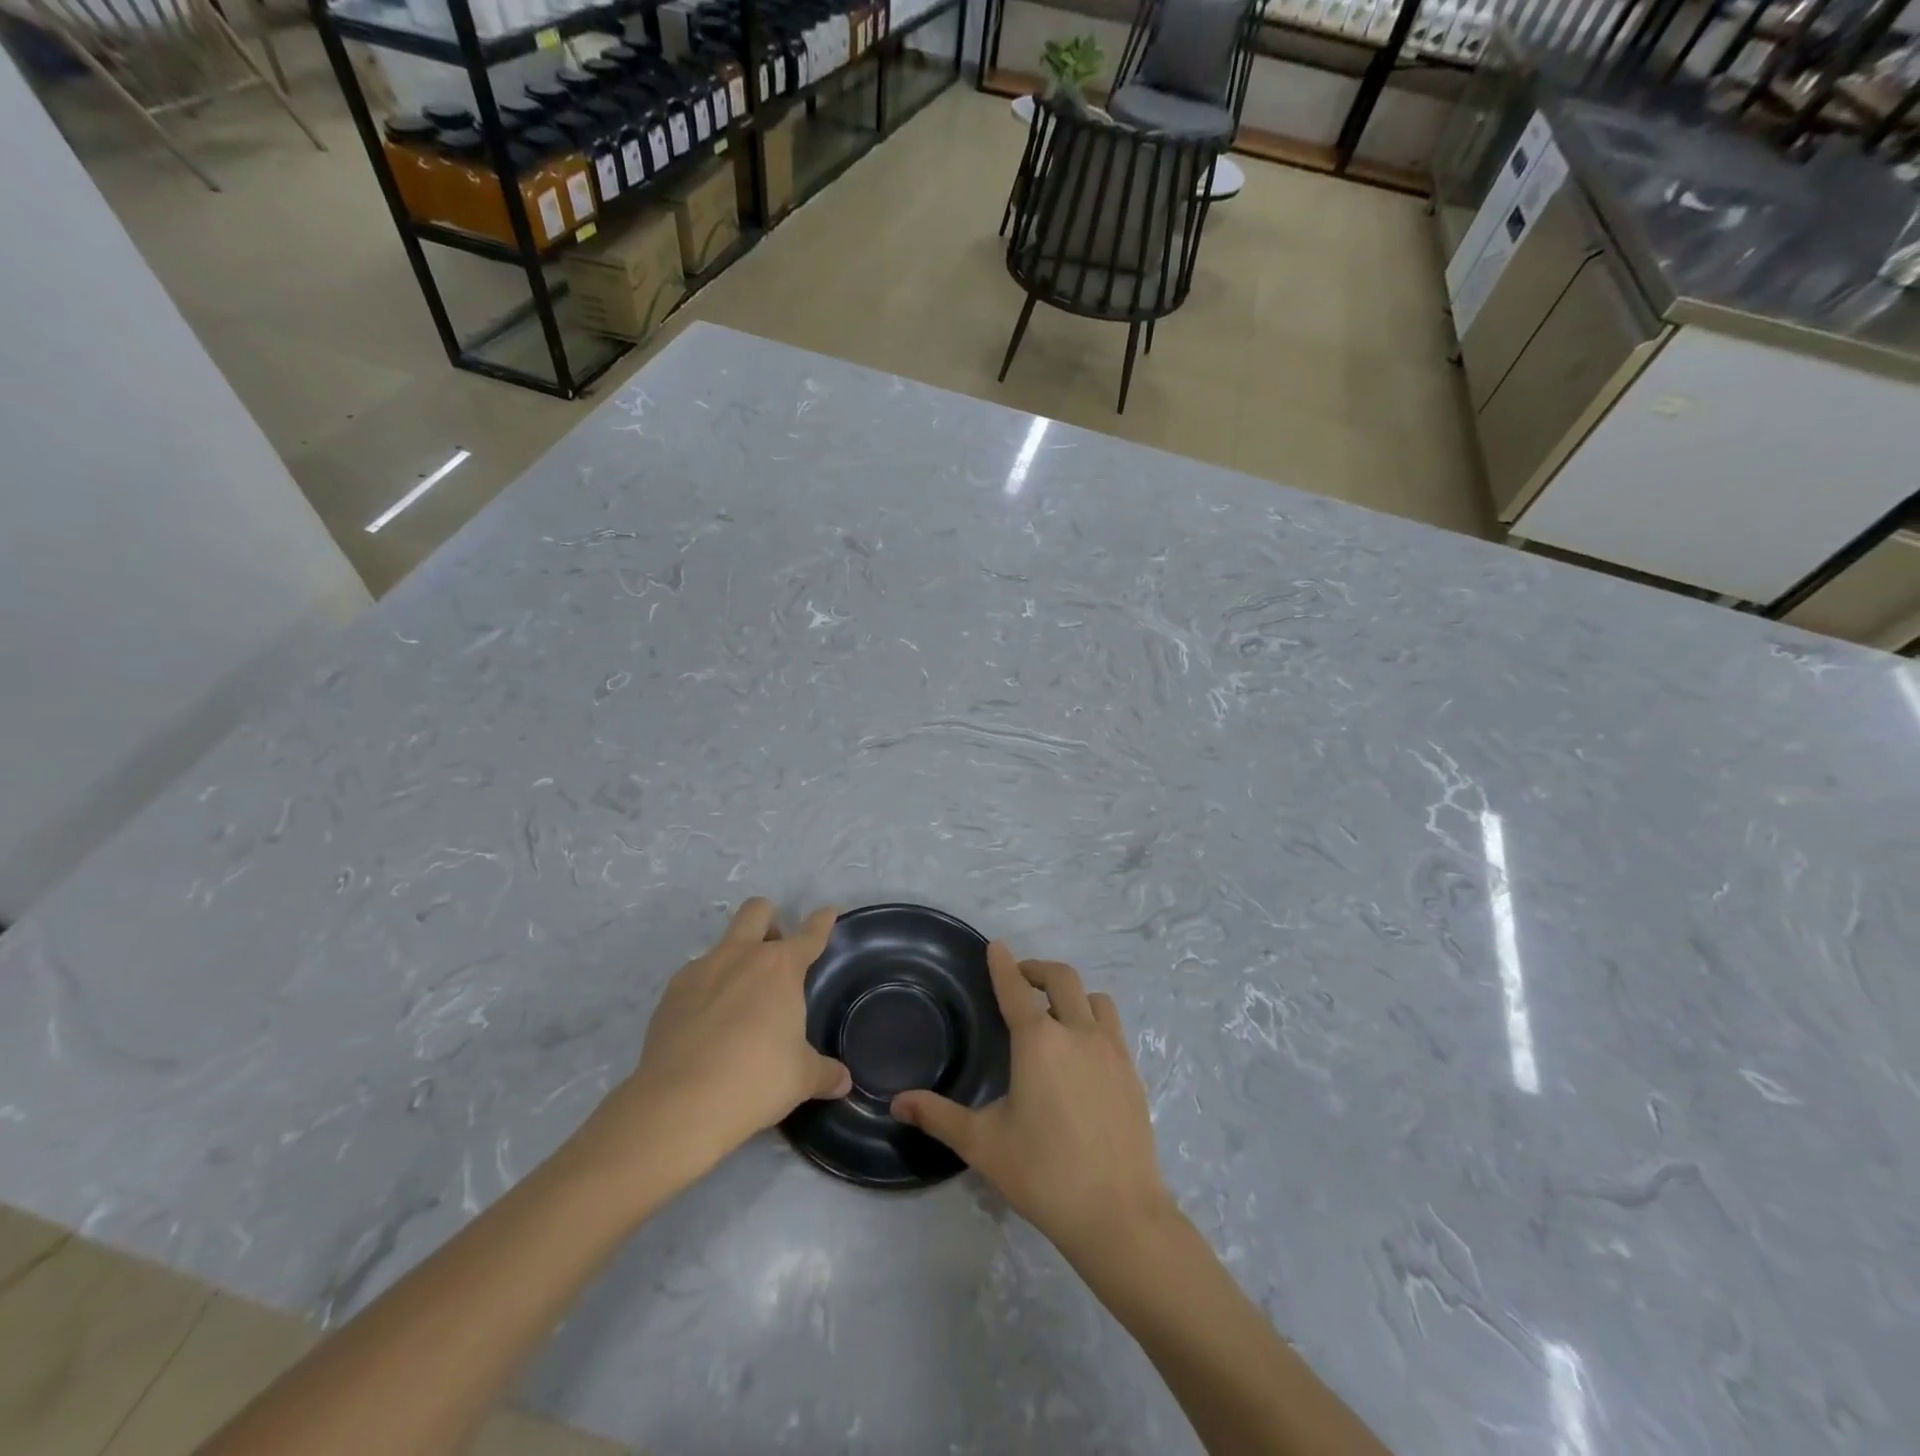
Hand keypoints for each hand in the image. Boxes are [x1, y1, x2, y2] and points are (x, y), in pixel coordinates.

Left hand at [567, 899, 849, 1200]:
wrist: (679, 1105)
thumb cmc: (755, 1080)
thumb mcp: (801, 1079)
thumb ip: (825, 1073)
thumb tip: (843, 1081)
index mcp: (780, 967)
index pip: (809, 935)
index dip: (822, 922)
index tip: (827, 914)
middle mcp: (740, 956)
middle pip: (757, 911)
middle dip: (770, 922)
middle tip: (776, 955)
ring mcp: (700, 971)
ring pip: (723, 944)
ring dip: (736, 960)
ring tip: (739, 1004)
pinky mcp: (671, 994)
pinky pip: (696, 978)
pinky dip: (707, 991)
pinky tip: (708, 1026)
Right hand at [892, 943, 1172, 1262]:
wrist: (1118, 1214)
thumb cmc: (1043, 1173)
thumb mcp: (982, 1144)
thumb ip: (938, 1116)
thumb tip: (897, 1102)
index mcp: (1038, 1041)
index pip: (1015, 988)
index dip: (1002, 964)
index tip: (996, 946)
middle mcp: (1077, 1032)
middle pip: (1061, 978)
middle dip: (1037, 969)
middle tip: (1020, 978)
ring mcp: (1111, 1050)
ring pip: (1094, 999)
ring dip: (1071, 993)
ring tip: (1055, 1012)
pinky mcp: (1132, 1072)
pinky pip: (1112, 1027)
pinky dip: (1094, 1020)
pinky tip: (1083, 1052)